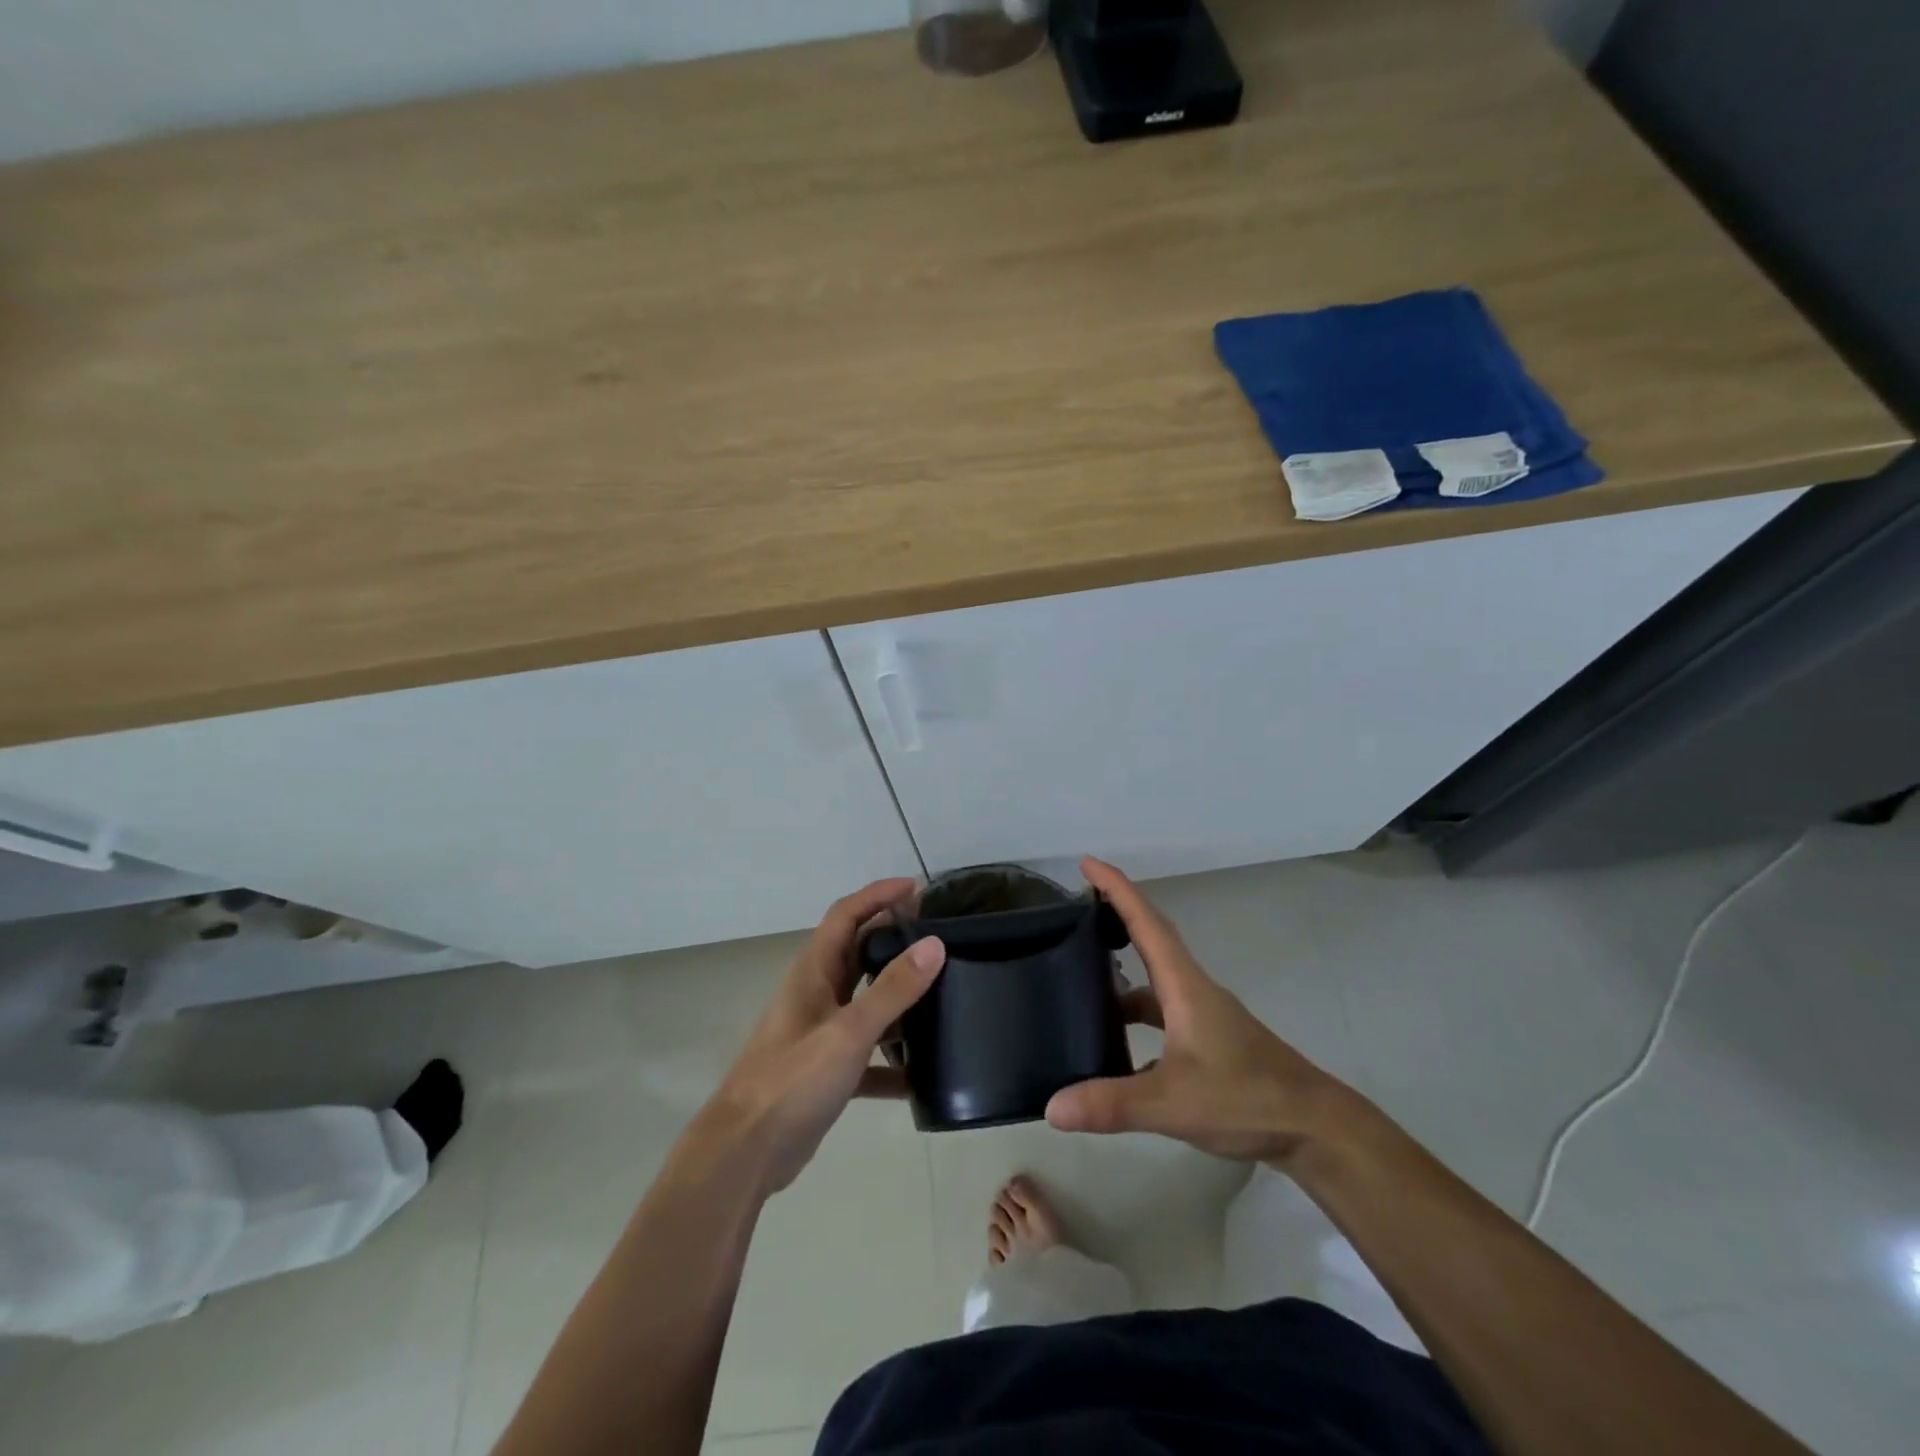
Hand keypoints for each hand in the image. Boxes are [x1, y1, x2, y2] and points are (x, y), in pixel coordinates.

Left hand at [696, 879, 943, 1196]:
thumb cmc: (793, 1080)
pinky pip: (868, 1054)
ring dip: (897, 996)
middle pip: (857, 951)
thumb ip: (893, 989)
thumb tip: (934, 945)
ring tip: (942, 993)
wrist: (745, 1153)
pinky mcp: (827, 1071)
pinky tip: (923, 1076)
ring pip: (865, 1001)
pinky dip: (893, 1060)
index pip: (846, 914)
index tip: (917, 887)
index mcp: (814, 971)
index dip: (878, 894)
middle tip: (936, 935)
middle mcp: (817, 994)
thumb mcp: (849, 1031)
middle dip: (893, 936)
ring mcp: (821, 1033)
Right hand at [1046, 858, 1356, 1164]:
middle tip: (1077, 905)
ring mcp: (1203, 1015)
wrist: (1315, 1128)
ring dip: (1123, 971)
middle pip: (1150, 938)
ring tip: (1080, 977)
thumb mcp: (1172, 1103)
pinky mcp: (1209, 1040)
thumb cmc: (1246, 1098)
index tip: (1087, 862)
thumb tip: (1052, 1107)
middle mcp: (1192, 989)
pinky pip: (1162, 1012)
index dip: (1116, 888)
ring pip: (1155, 979)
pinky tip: (1113, 1046)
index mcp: (1183, 985)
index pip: (1145, 922)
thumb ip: (1112, 1104)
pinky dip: (1136, 1014)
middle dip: (1116, 914)